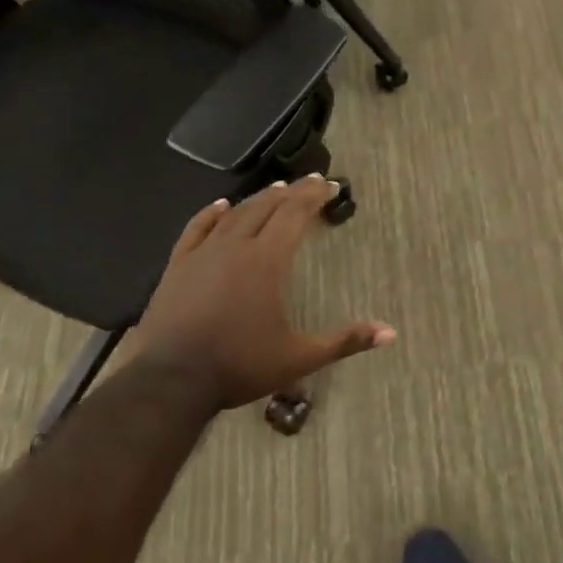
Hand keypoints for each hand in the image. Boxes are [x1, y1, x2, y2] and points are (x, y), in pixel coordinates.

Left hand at [128, 175, 394, 411]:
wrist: (171, 380)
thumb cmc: (239, 366)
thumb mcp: (299, 358)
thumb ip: (345, 341)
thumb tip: (390, 333)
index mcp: (268, 261)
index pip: (295, 215)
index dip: (314, 196)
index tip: (330, 185)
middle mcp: (237, 246)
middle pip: (268, 207)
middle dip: (292, 192)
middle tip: (309, 182)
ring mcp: (204, 252)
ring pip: (236, 213)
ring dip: (258, 199)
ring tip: (276, 190)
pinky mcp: (178, 264)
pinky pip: (197, 228)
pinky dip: (212, 213)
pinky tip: (221, 205)